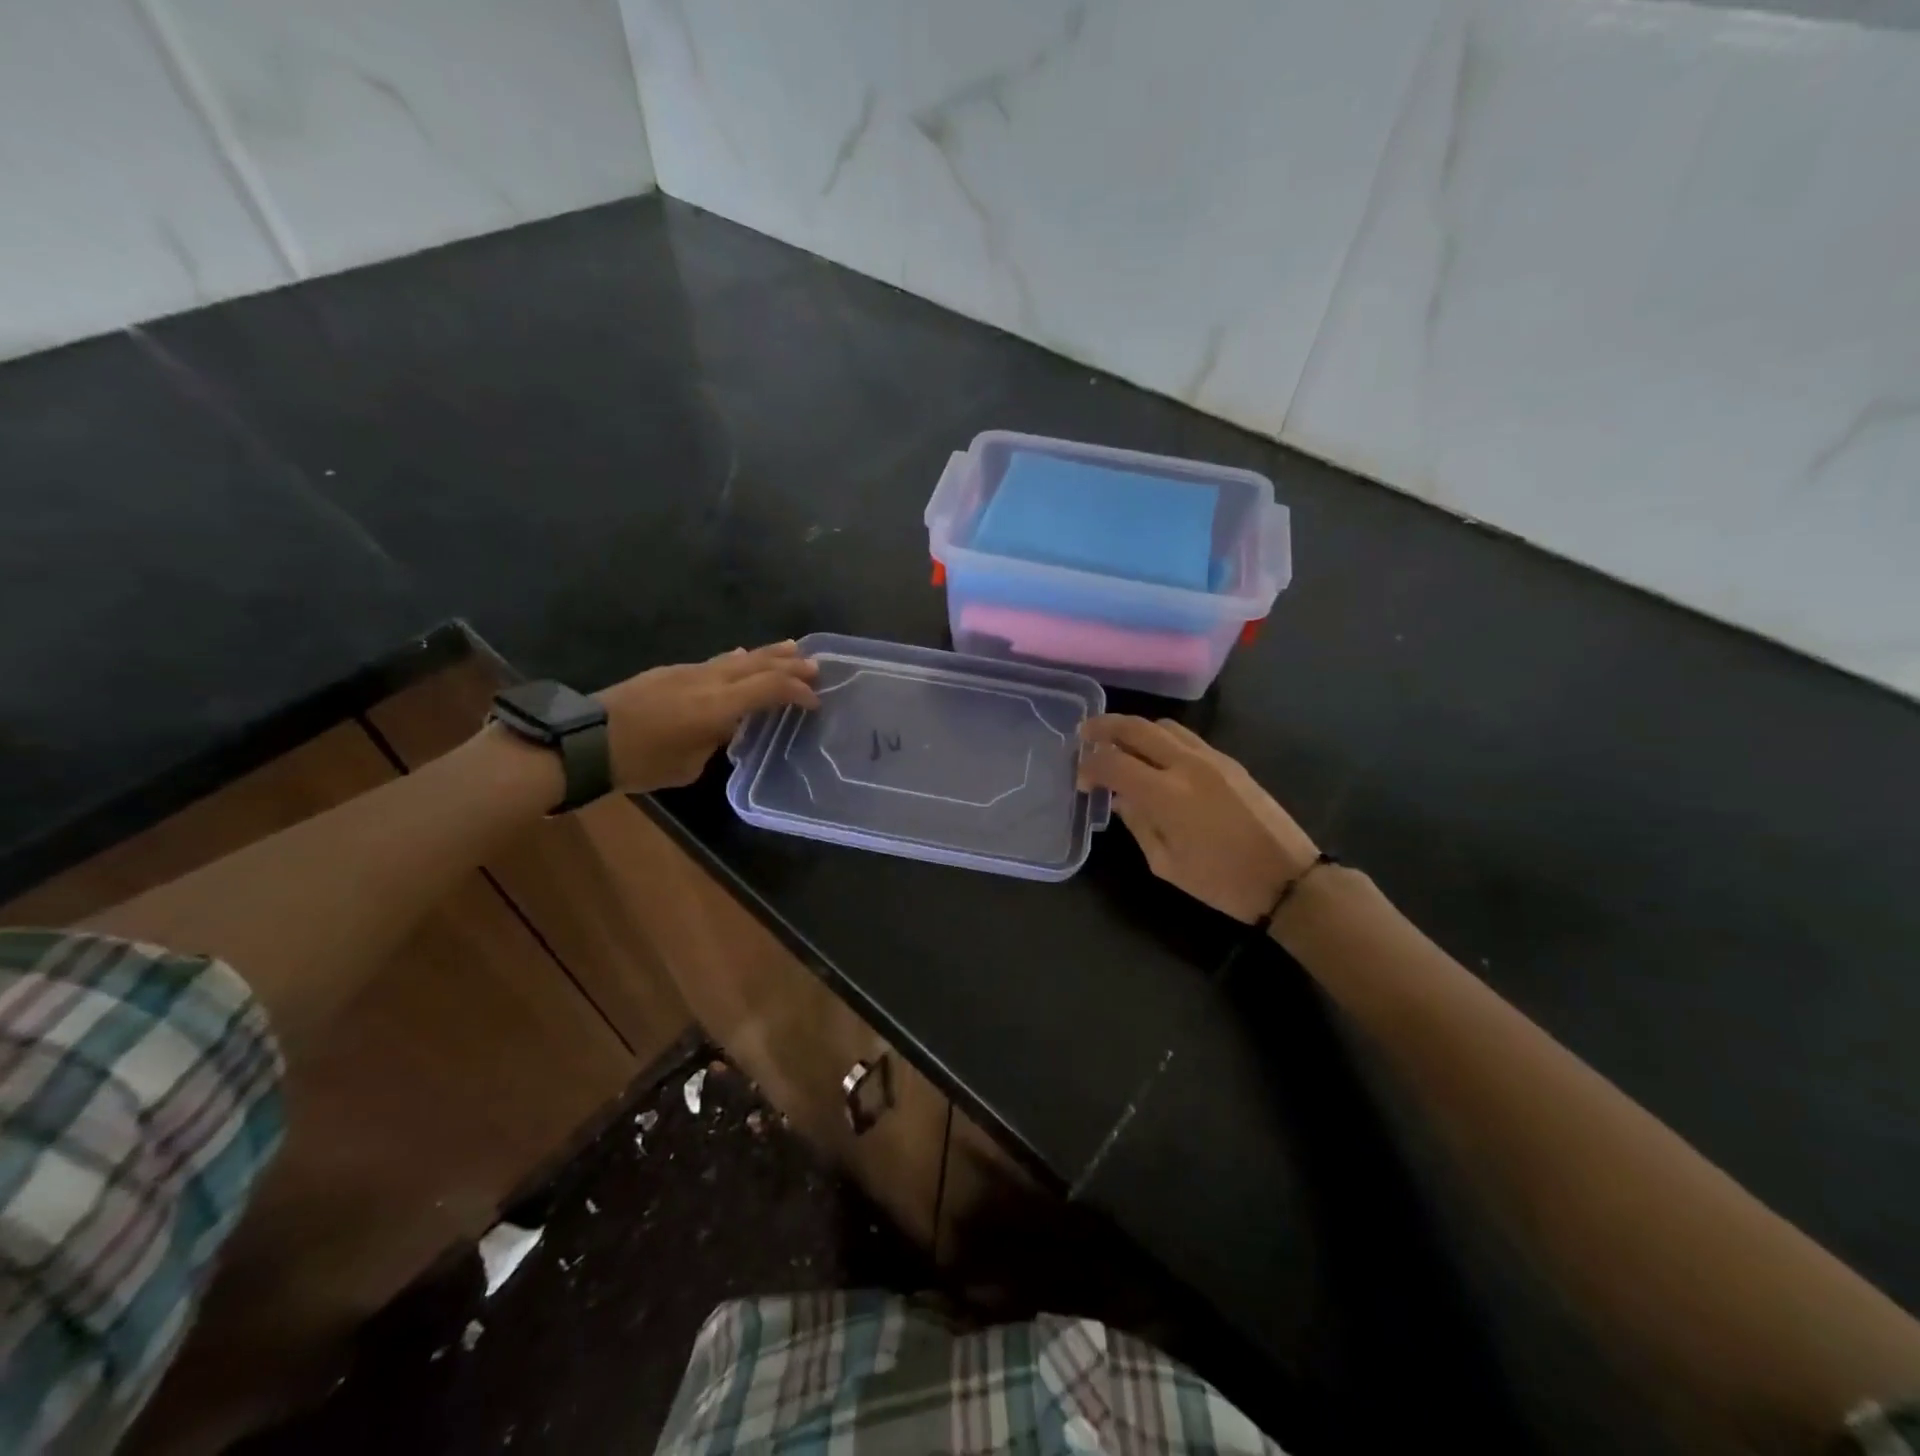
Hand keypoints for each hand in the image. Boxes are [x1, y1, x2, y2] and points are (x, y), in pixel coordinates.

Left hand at [597, 641, 819, 791]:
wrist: (586, 741)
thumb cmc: (641, 762)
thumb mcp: (689, 765)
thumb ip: (715, 740)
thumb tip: (725, 726)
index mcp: (718, 707)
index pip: (770, 689)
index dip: (797, 692)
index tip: (814, 701)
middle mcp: (708, 681)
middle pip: (758, 665)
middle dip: (790, 665)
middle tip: (816, 665)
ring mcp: (688, 672)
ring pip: (737, 657)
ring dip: (767, 654)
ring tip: (791, 648)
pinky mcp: (670, 671)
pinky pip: (715, 661)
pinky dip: (737, 660)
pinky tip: (741, 657)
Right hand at [1077, 715, 1317, 922]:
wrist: (1287, 878)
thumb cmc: (1221, 881)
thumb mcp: (1165, 864)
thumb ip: (1138, 823)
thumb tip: (1119, 799)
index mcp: (1167, 795)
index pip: (1113, 763)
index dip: (1090, 767)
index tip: (1081, 780)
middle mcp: (1187, 765)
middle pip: (1136, 727)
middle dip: (1104, 727)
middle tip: (1084, 734)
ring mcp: (1211, 758)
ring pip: (1163, 725)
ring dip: (1134, 728)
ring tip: (1117, 742)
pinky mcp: (1229, 761)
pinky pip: (1186, 737)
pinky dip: (1160, 738)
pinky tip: (1154, 756)